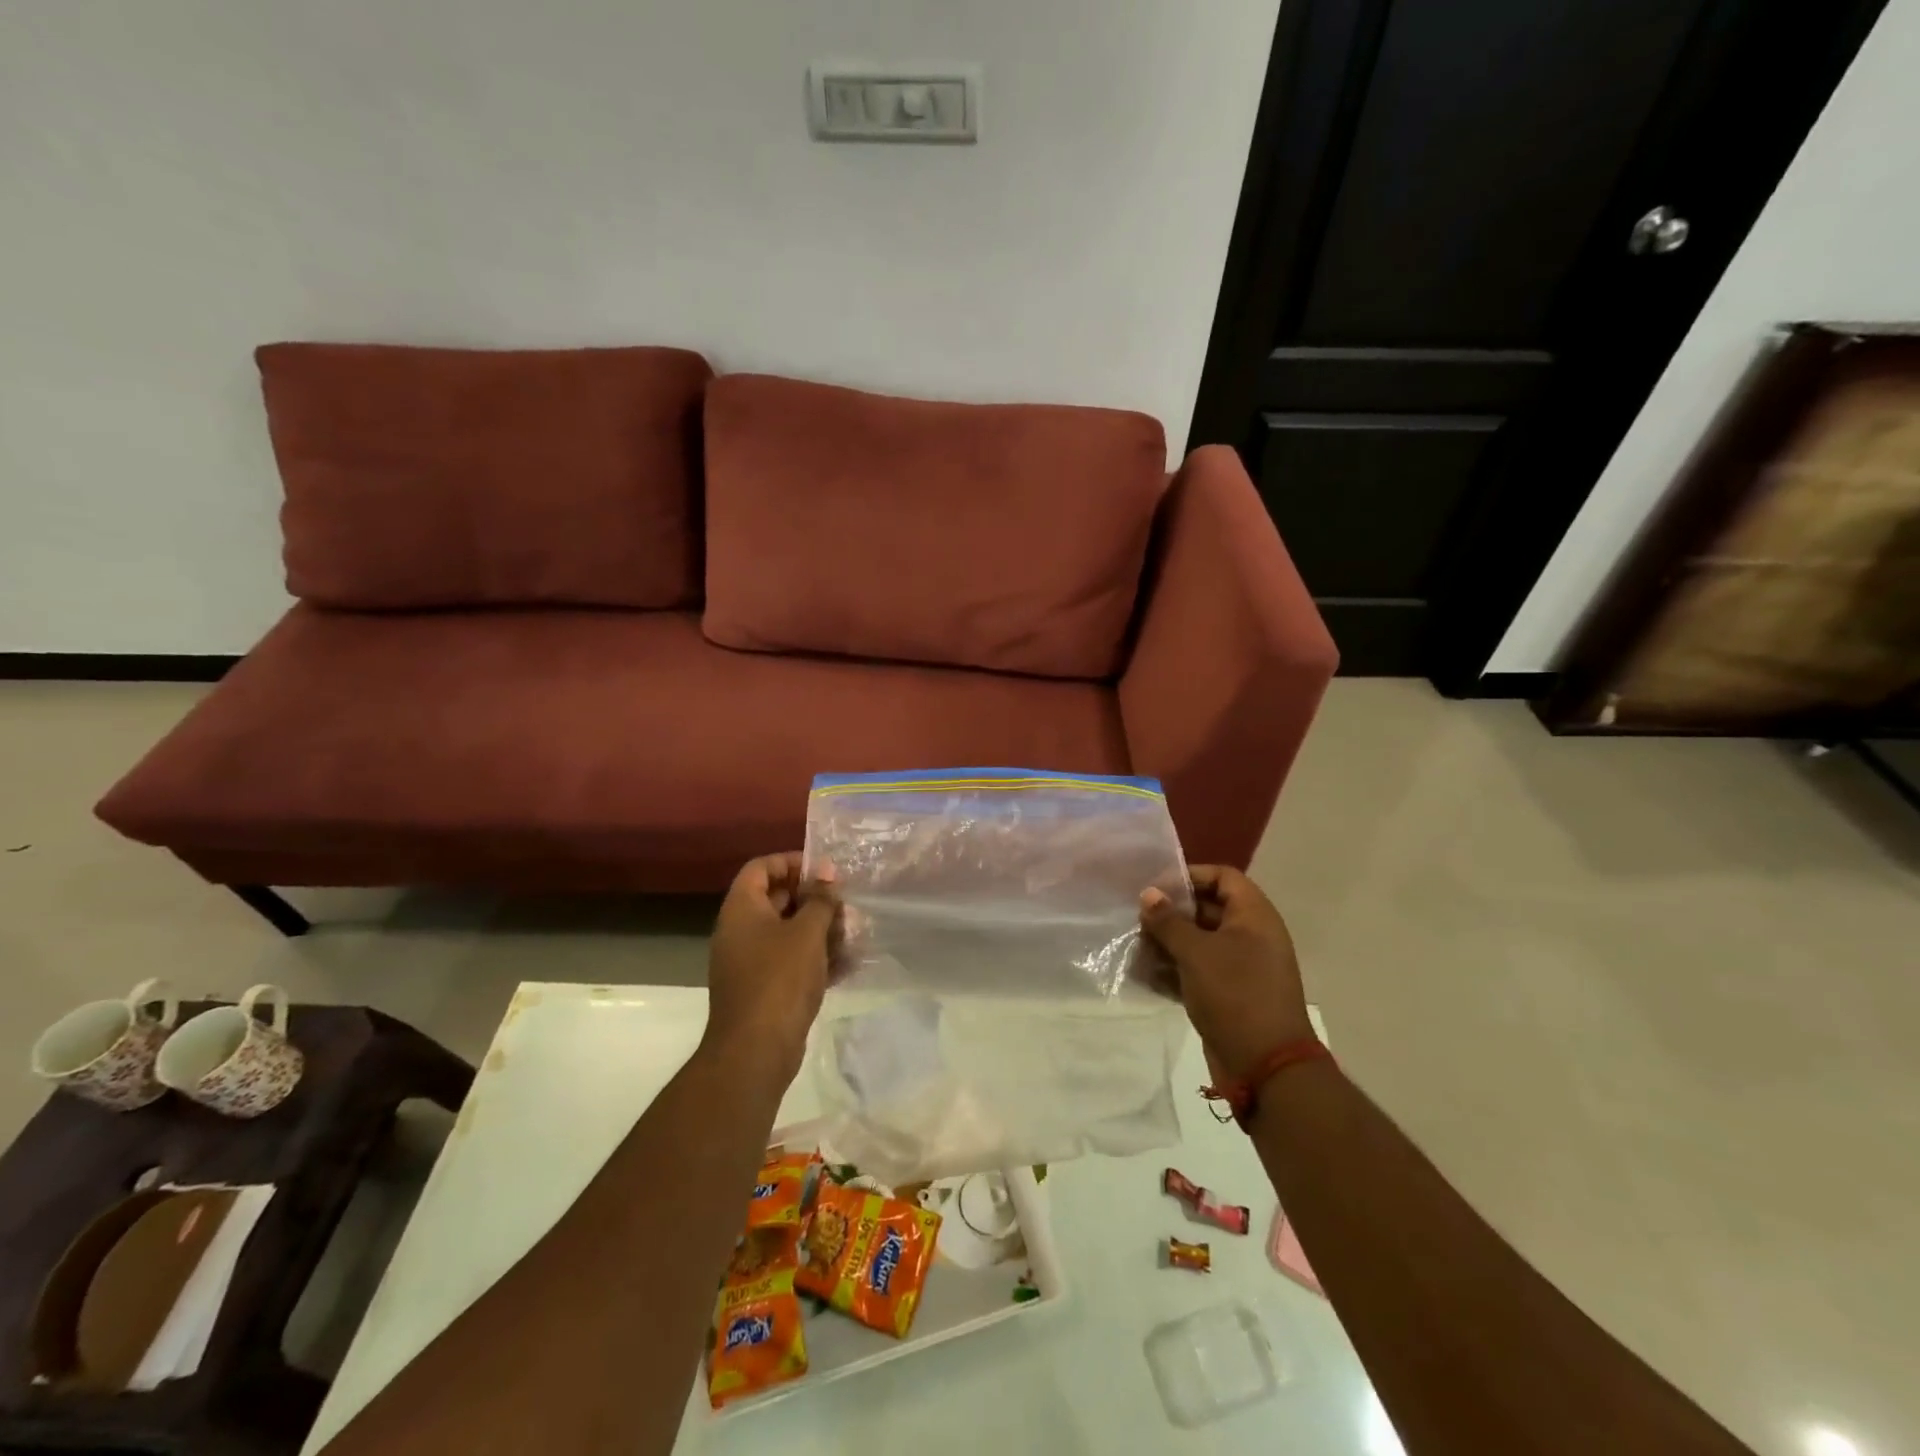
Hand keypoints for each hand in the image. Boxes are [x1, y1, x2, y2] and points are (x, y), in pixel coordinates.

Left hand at [705, 853, 840, 1073]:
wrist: (755, 1050)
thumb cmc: (780, 979)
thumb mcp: (807, 932)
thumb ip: (820, 899)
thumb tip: (828, 872)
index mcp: (742, 909)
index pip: (761, 867)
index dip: (791, 862)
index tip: (824, 870)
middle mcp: (740, 931)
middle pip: (777, 899)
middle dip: (813, 899)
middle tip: (845, 903)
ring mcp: (750, 962)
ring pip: (787, 932)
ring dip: (819, 930)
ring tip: (852, 934)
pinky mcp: (763, 988)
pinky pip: (790, 961)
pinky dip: (815, 958)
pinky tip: (848, 964)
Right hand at [1139, 866, 1312, 1081]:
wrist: (1266, 1067)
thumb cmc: (1235, 995)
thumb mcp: (1196, 953)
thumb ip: (1169, 921)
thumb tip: (1148, 894)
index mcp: (1254, 916)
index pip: (1223, 877)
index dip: (1190, 876)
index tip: (1156, 888)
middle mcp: (1251, 936)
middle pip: (1207, 909)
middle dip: (1171, 914)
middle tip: (1138, 920)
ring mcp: (1241, 967)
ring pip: (1199, 942)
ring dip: (1167, 944)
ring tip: (1136, 950)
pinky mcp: (1230, 995)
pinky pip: (1198, 971)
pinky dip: (1174, 971)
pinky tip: (1145, 977)